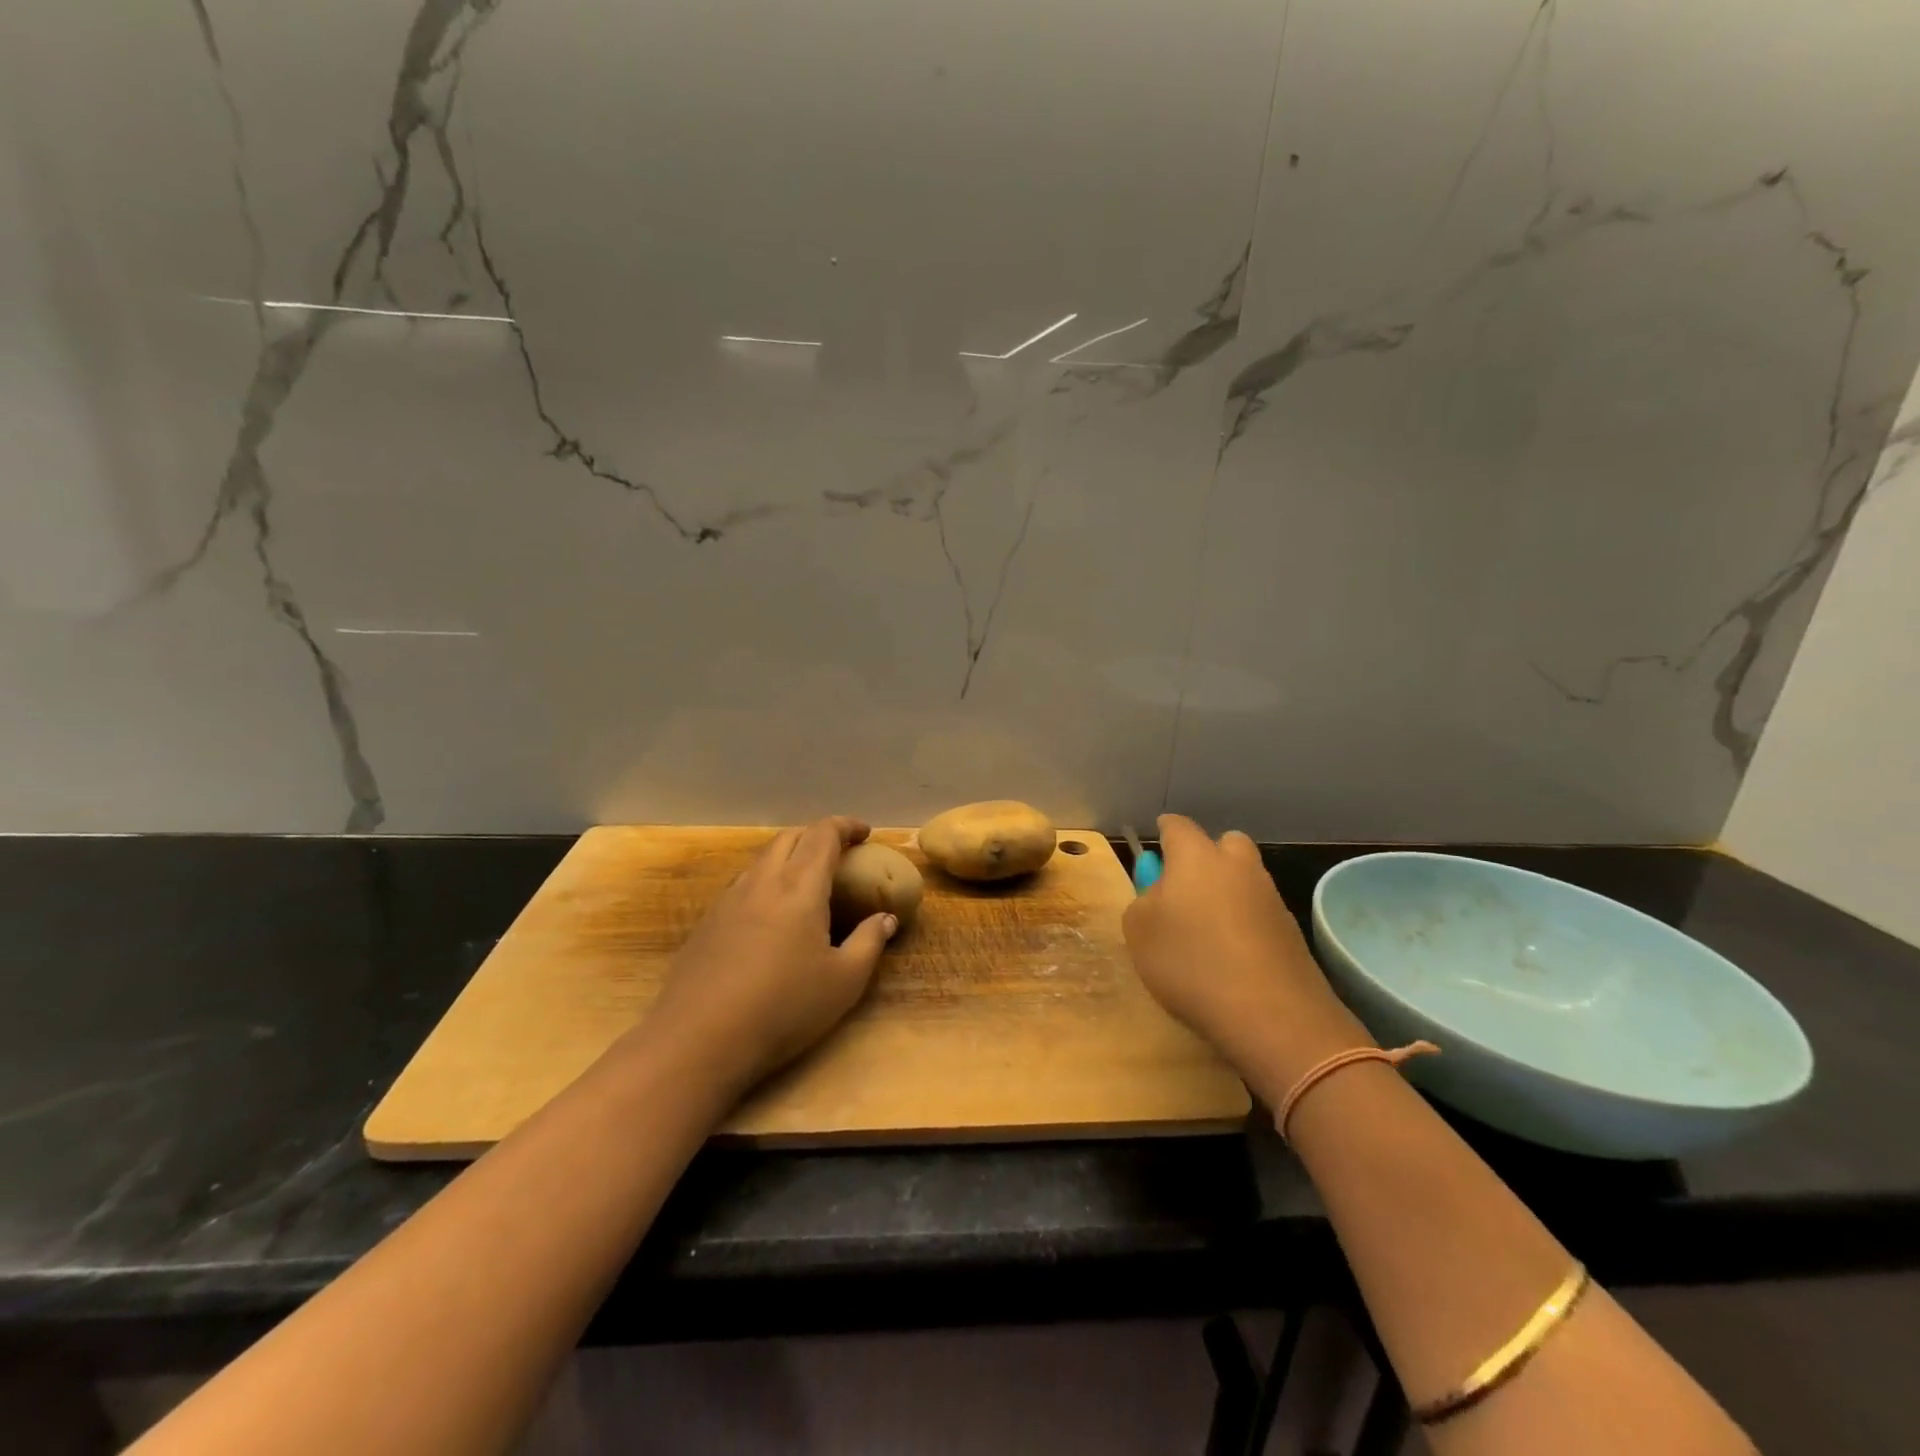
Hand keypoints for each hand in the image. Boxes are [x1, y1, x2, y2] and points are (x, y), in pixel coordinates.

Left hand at [639, 816, 898, 1096]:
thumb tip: (886, 919)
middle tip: (839, 854)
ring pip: (762, 859)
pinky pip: (743, 884)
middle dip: (817, 835)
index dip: (846, 826)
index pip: (823, 835)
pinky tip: (770, 915)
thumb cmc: (783, 1008)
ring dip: (789, 857)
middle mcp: (762, 882)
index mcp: (799, 887)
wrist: (699, 1040)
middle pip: (790, 837)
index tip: (865, 833)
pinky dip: (766, 881)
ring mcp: (729, 900)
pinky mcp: (707, 922)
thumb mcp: (844, 982)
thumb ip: (869, 943)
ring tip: (806, 882)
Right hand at [1122, 815, 1372, 1104]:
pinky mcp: (1292, 932)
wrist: (1272, 1014)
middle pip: (1224, 844)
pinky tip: (1232, 959)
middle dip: (1207, 858)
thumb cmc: (1190, 962)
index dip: (1163, 834)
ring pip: (1245, 880)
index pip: (1176, 826)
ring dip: (1227, 894)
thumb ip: (1143, 903)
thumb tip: (1160, 898)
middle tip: (1186, 890)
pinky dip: (1246, 926)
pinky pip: (1259, 914)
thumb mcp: (1138, 932)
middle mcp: (1238, 866)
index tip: (1155, 853)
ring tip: (1206, 934)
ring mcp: (1270, 897)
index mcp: (1196, 856)